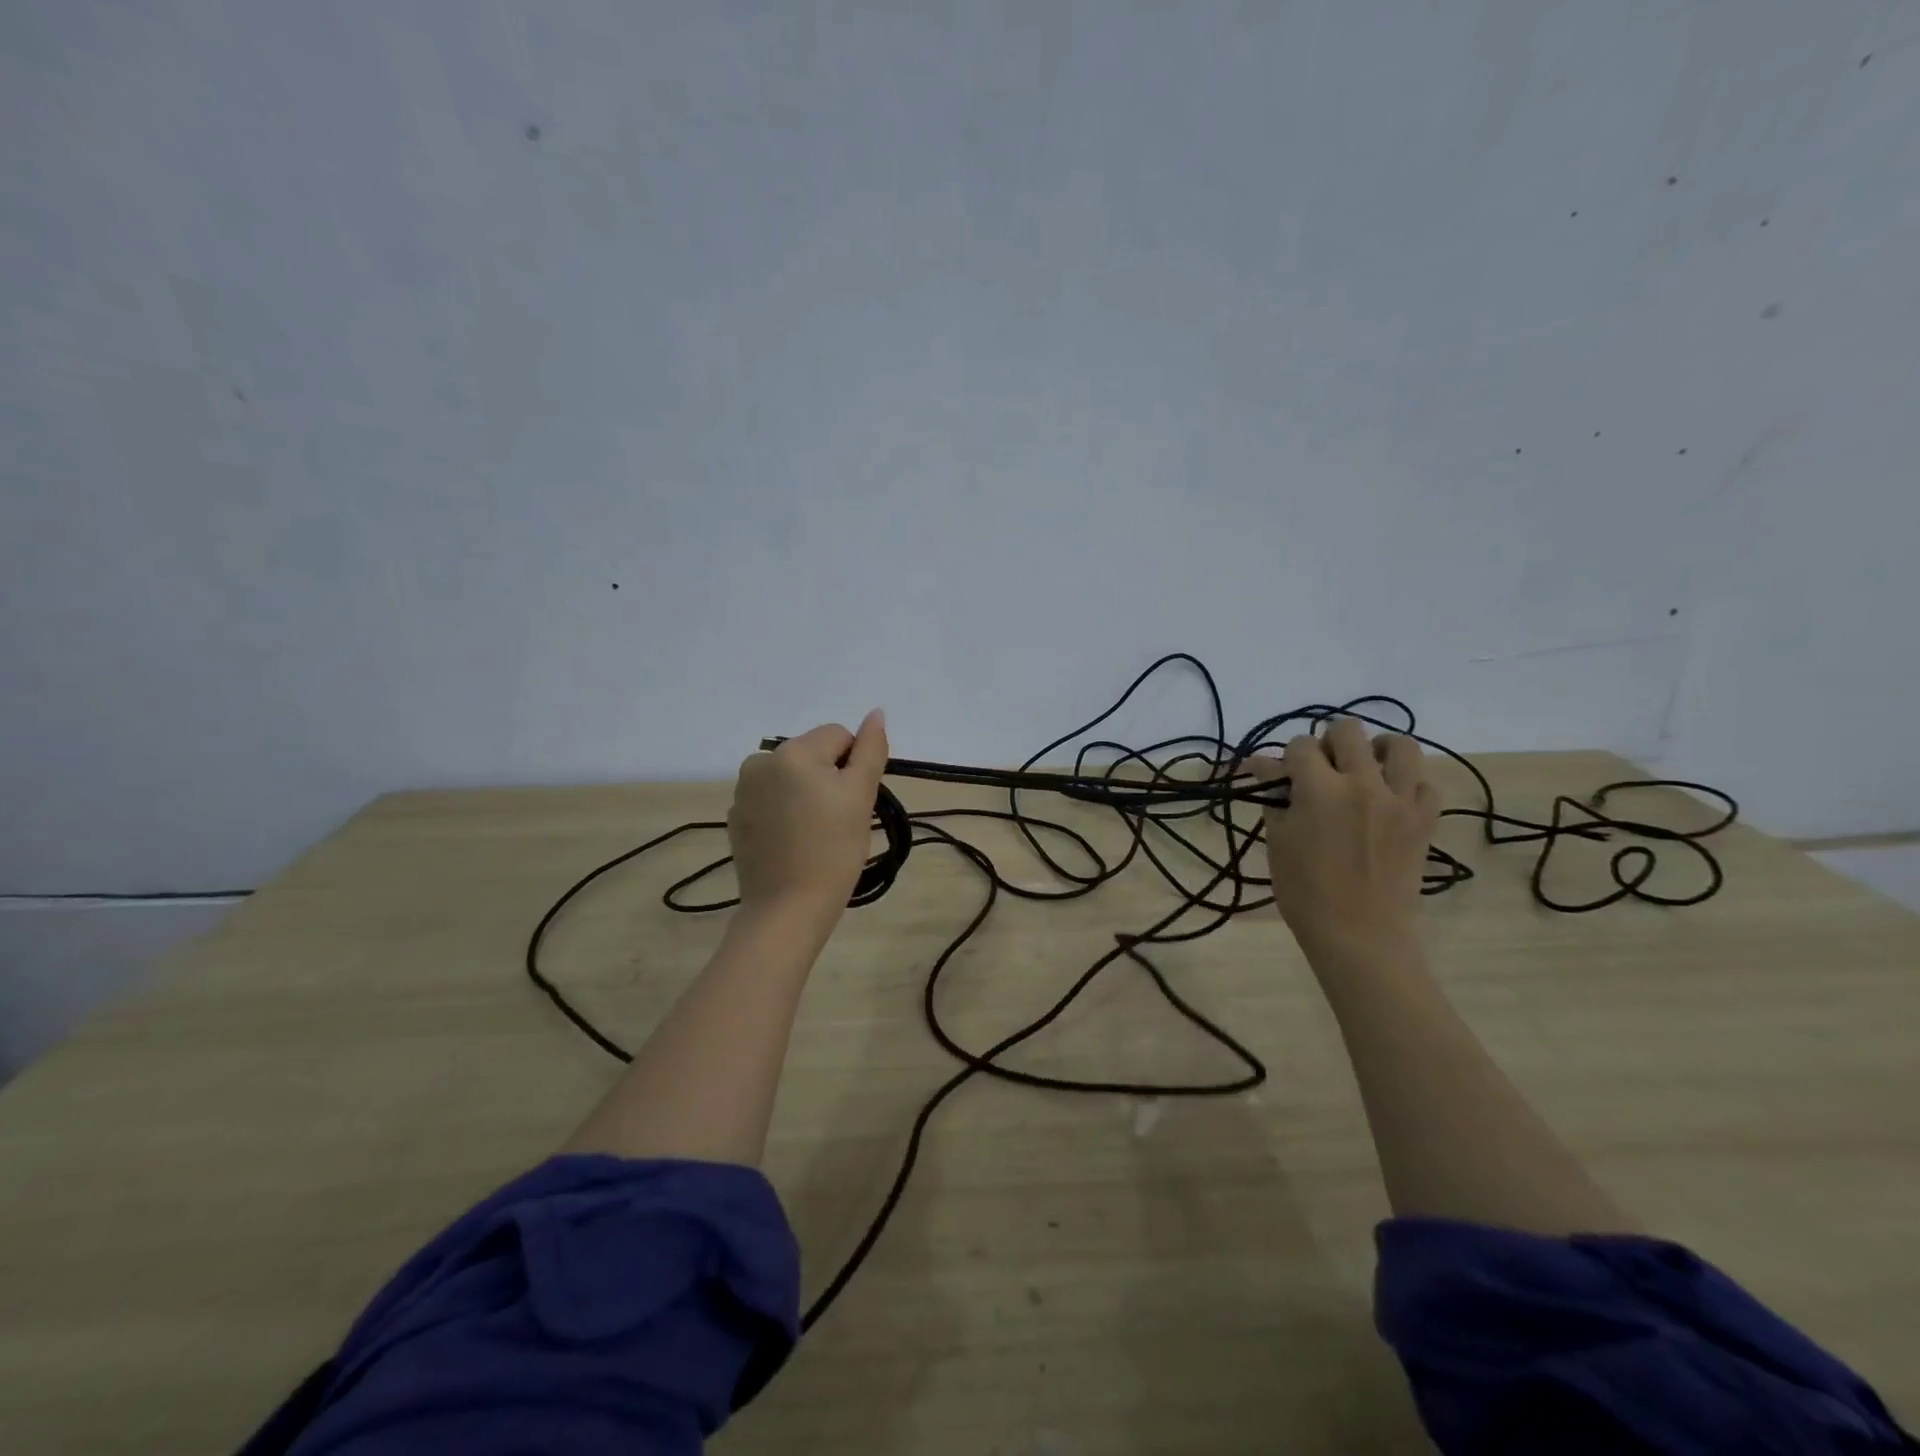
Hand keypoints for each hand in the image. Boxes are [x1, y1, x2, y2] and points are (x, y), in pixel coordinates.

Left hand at [728, 711, 888, 921]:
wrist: (787, 908)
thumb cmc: (833, 850)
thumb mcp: (861, 796)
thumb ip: (871, 749)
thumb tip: (876, 713)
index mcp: (792, 752)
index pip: (839, 736)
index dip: (855, 767)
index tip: (854, 803)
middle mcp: (760, 761)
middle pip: (813, 753)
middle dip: (829, 778)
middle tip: (838, 820)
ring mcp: (742, 791)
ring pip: (792, 776)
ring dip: (807, 793)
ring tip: (815, 832)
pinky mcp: (735, 817)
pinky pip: (771, 799)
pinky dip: (785, 812)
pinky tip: (793, 842)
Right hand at [1245, 718, 1438, 960]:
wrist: (1360, 935)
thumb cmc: (1306, 892)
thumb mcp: (1279, 841)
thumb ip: (1276, 798)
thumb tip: (1266, 768)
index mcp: (1320, 789)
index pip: (1300, 746)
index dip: (1287, 758)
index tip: (1281, 776)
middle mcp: (1363, 783)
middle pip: (1348, 731)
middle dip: (1328, 742)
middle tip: (1322, 769)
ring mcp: (1400, 799)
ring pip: (1400, 744)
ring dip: (1377, 749)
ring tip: (1364, 769)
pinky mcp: (1425, 819)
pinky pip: (1425, 782)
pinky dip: (1407, 782)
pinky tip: (1390, 798)